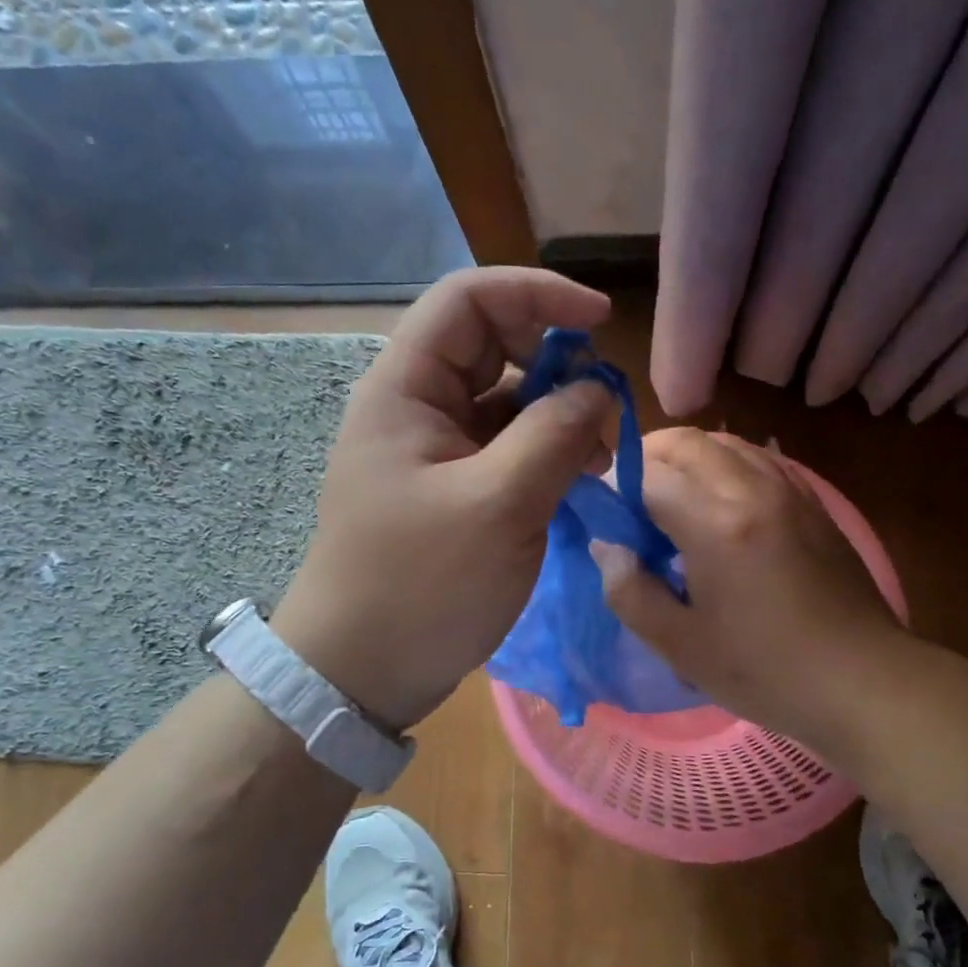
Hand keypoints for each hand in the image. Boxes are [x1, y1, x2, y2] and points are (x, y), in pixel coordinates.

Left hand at [271, 268, 614, 730]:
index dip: (537, 294)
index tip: (601, 322)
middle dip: (556, 361)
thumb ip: (554, 436)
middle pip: (492, 346)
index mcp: (405, 389)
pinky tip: (580, 478)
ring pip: (506, 401)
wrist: (362, 672)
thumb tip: (598, 390)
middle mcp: (416, 407)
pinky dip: (546, 452)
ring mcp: (434, 451)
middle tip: (605, 402)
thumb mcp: (499, 506)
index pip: (468, 300)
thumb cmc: (421, 585)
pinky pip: (506, 448)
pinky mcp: (452, 489)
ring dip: (557, 412)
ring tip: (601, 453)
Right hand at [592, 428, 908, 747]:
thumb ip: (630, 591)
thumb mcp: (681, 645)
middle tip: (630, 497)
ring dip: (689, 457)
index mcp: (716, 524)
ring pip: (727, 443)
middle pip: (688, 442)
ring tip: (672, 496)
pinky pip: (761, 460)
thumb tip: (609, 547)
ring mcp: (790, 491)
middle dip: (648, 457)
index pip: (648, 476)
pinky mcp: (813, 503)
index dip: (615, 489)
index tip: (602, 515)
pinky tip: (720, 502)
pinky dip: (727, 465)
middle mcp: (753, 490)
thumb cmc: (765, 672)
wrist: (862, 681)